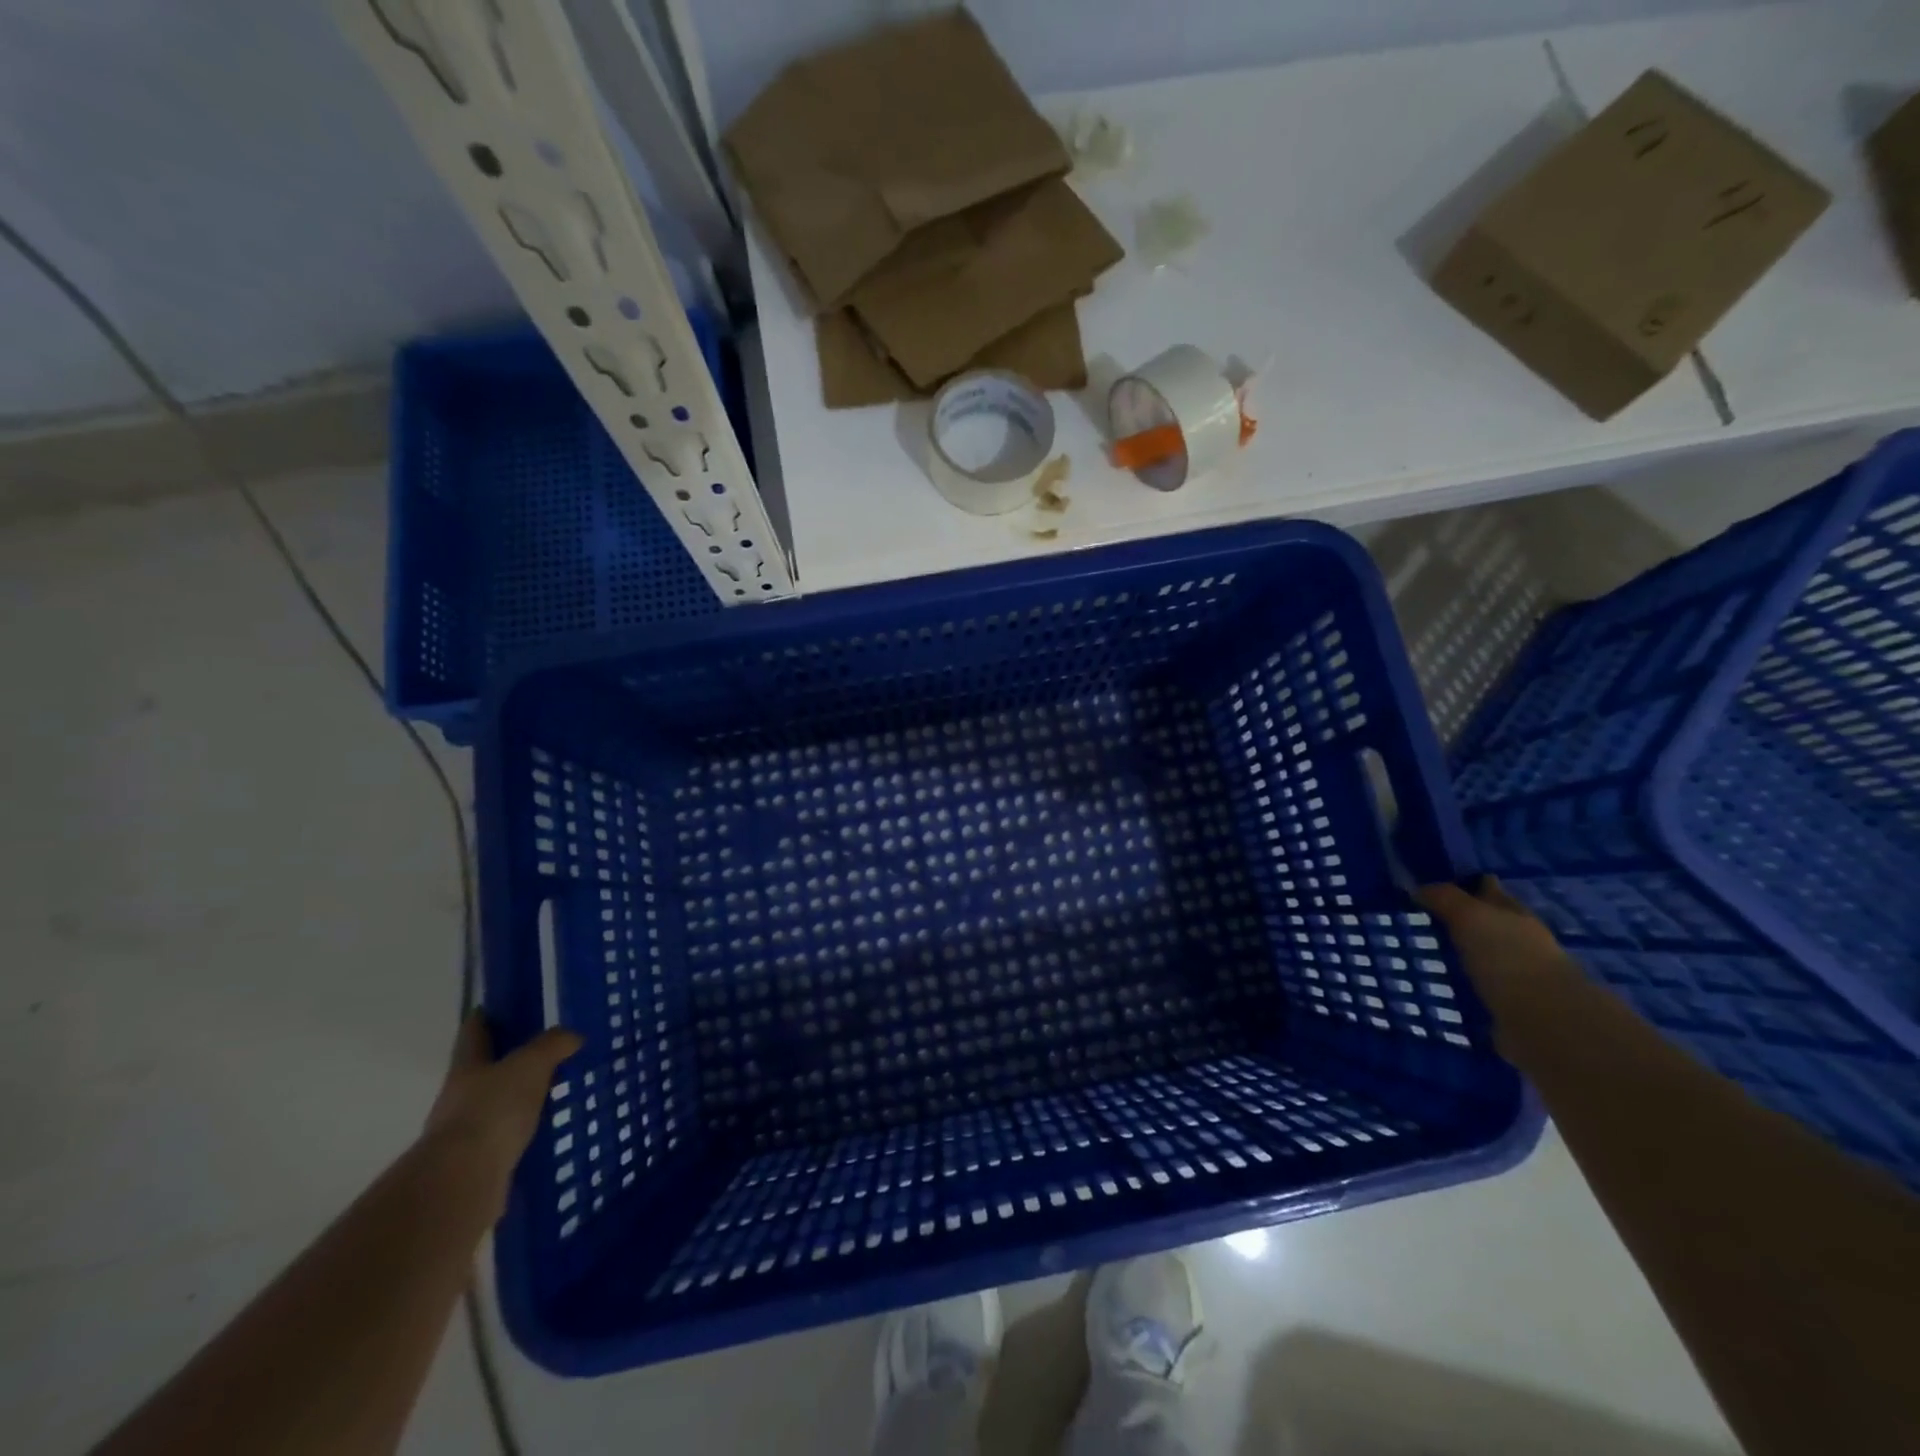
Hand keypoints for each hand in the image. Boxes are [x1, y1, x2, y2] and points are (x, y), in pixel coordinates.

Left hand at [423, 1013, 581, 1213]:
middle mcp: (458, 1097)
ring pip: (492, 1106)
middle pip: (481, 1071)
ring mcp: (463, 1134)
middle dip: (504, 1062)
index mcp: (467, 1067)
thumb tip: (571, 1036)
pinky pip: (502, 1138)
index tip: (494, 1008)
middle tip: (539, 1052)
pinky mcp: (476, 1164)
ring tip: (548, 1093)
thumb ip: (551, 1046)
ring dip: (514, 1099)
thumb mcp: (530, 1065)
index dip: (484, 1018)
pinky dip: (519, 1132)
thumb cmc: (493, 1110)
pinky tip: (542, 1131)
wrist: (463, 1181)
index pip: (474, 1033)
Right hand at [1416, 877, 1575, 992]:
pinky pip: (1475, 988)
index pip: (1489, 890)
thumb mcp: (1470, 916)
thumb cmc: (1507, 957)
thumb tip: (1418, 888)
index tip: (1433, 886)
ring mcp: (1515, 975)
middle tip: (1418, 920)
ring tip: (1420, 952)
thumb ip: (1445, 898)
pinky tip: (1436, 984)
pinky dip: (1460, 985)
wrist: (1542, 1022)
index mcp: (1514, 914)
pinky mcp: (1506, 1006)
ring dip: (1459, 955)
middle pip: (1486, 924)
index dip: (1466, 884)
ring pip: (1480, 956)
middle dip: (1460, 921)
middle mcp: (1519, 941)